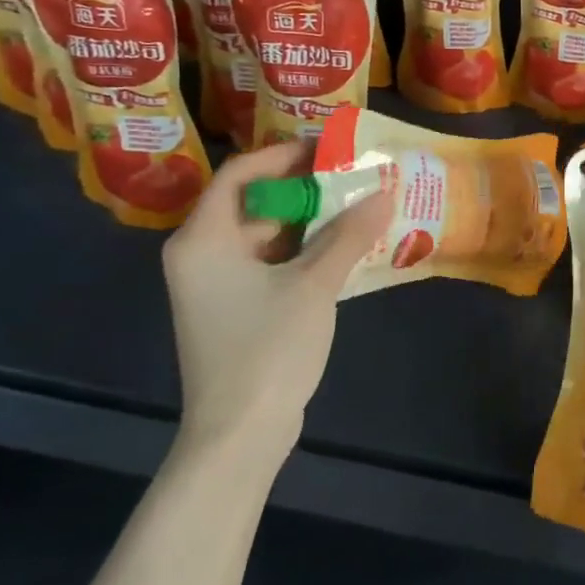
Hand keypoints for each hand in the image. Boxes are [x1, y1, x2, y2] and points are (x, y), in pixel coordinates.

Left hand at [161, 140, 393, 457]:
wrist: (240, 434)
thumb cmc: (267, 349)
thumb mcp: (313, 285)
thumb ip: (348, 235)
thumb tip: (384, 192)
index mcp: (202, 240)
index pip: (239, 174)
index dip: (282, 155)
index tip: (327, 149)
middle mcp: (200, 255)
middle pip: (252, 202)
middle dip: (302, 188)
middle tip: (350, 176)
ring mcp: (215, 285)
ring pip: (263, 234)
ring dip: (307, 220)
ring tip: (355, 206)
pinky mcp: (233, 308)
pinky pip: (268, 262)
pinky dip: (302, 250)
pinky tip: (342, 248)